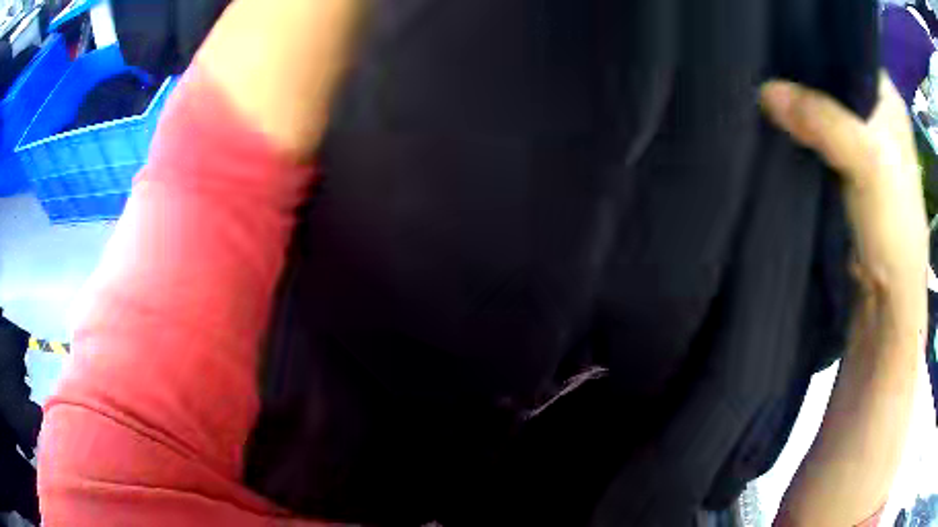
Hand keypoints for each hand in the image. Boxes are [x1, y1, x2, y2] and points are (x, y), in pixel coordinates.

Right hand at [759, 73, 927, 526]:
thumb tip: (766, 91)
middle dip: (798, 68)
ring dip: (793, 99)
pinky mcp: (839, 170)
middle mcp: (873, 114)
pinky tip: (767, 117)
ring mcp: (856, 143)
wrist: (884, 300)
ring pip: (818, 105)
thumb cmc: (895, 230)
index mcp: (887, 99)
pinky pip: (811, 135)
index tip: (777, 31)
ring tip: (754, 78)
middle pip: (829, 76)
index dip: (816, 39)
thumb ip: (825, 121)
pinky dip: (791, 127)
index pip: (846, 48)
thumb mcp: (869, 163)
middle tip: (757, 54)